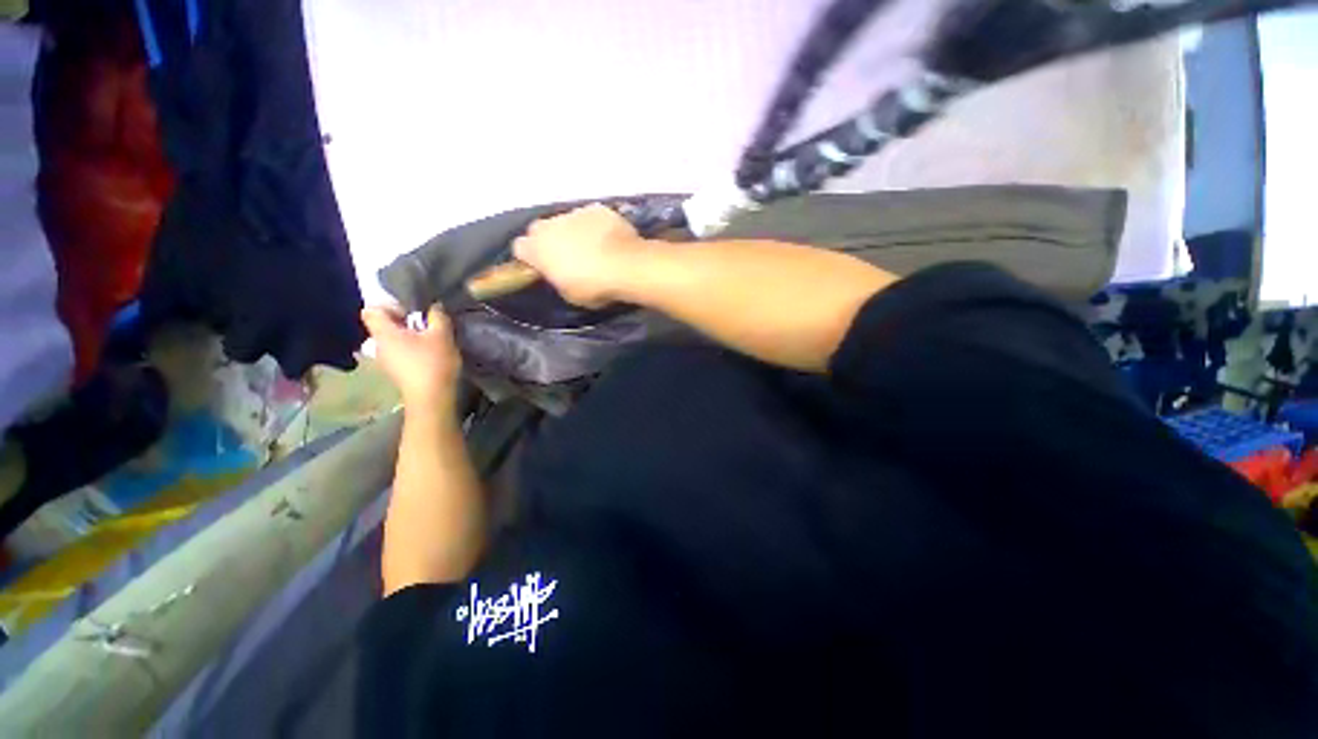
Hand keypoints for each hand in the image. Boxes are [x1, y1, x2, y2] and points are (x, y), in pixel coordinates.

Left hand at [361, 306, 461, 411]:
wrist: (432, 398)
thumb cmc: (433, 362)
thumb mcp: (442, 334)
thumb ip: (438, 316)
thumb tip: (434, 306)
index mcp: (383, 333)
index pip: (371, 310)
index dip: (389, 306)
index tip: (410, 311)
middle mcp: (378, 345)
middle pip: (383, 325)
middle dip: (403, 321)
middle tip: (425, 324)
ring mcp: (385, 361)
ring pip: (393, 339)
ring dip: (409, 336)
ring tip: (430, 339)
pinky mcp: (396, 372)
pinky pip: (399, 352)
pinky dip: (411, 349)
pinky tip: (429, 354)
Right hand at [513, 203, 644, 307]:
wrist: (626, 265)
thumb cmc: (593, 286)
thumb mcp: (569, 293)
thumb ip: (557, 278)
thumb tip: (560, 273)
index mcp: (536, 248)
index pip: (520, 249)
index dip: (531, 259)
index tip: (542, 268)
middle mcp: (550, 225)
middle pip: (541, 230)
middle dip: (550, 242)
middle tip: (567, 258)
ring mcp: (574, 213)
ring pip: (567, 222)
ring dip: (574, 233)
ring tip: (594, 249)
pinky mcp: (598, 209)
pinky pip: (591, 218)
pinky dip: (597, 227)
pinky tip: (610, 241)